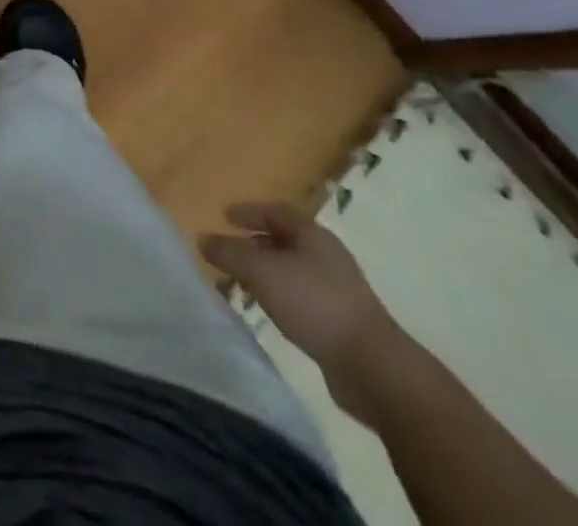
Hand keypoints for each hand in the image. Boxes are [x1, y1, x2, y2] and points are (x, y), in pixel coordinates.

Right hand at [200, 202, 396, 416]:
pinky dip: (282, 296)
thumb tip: (203, 238)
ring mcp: (339, 290)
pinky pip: (303, 297)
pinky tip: (271, 311)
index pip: (276, 211)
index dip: (250, 211)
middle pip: (286, 240)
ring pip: (294, 270)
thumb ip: (230, 253)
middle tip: (229, 250)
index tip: (225, 215)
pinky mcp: (343, 322)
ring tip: (243, 282)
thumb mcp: (263, 272)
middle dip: (256, 242)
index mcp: (313, 234)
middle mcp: (327, 256)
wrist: (374, 367)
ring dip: (268, 272)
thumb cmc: (315, 304)